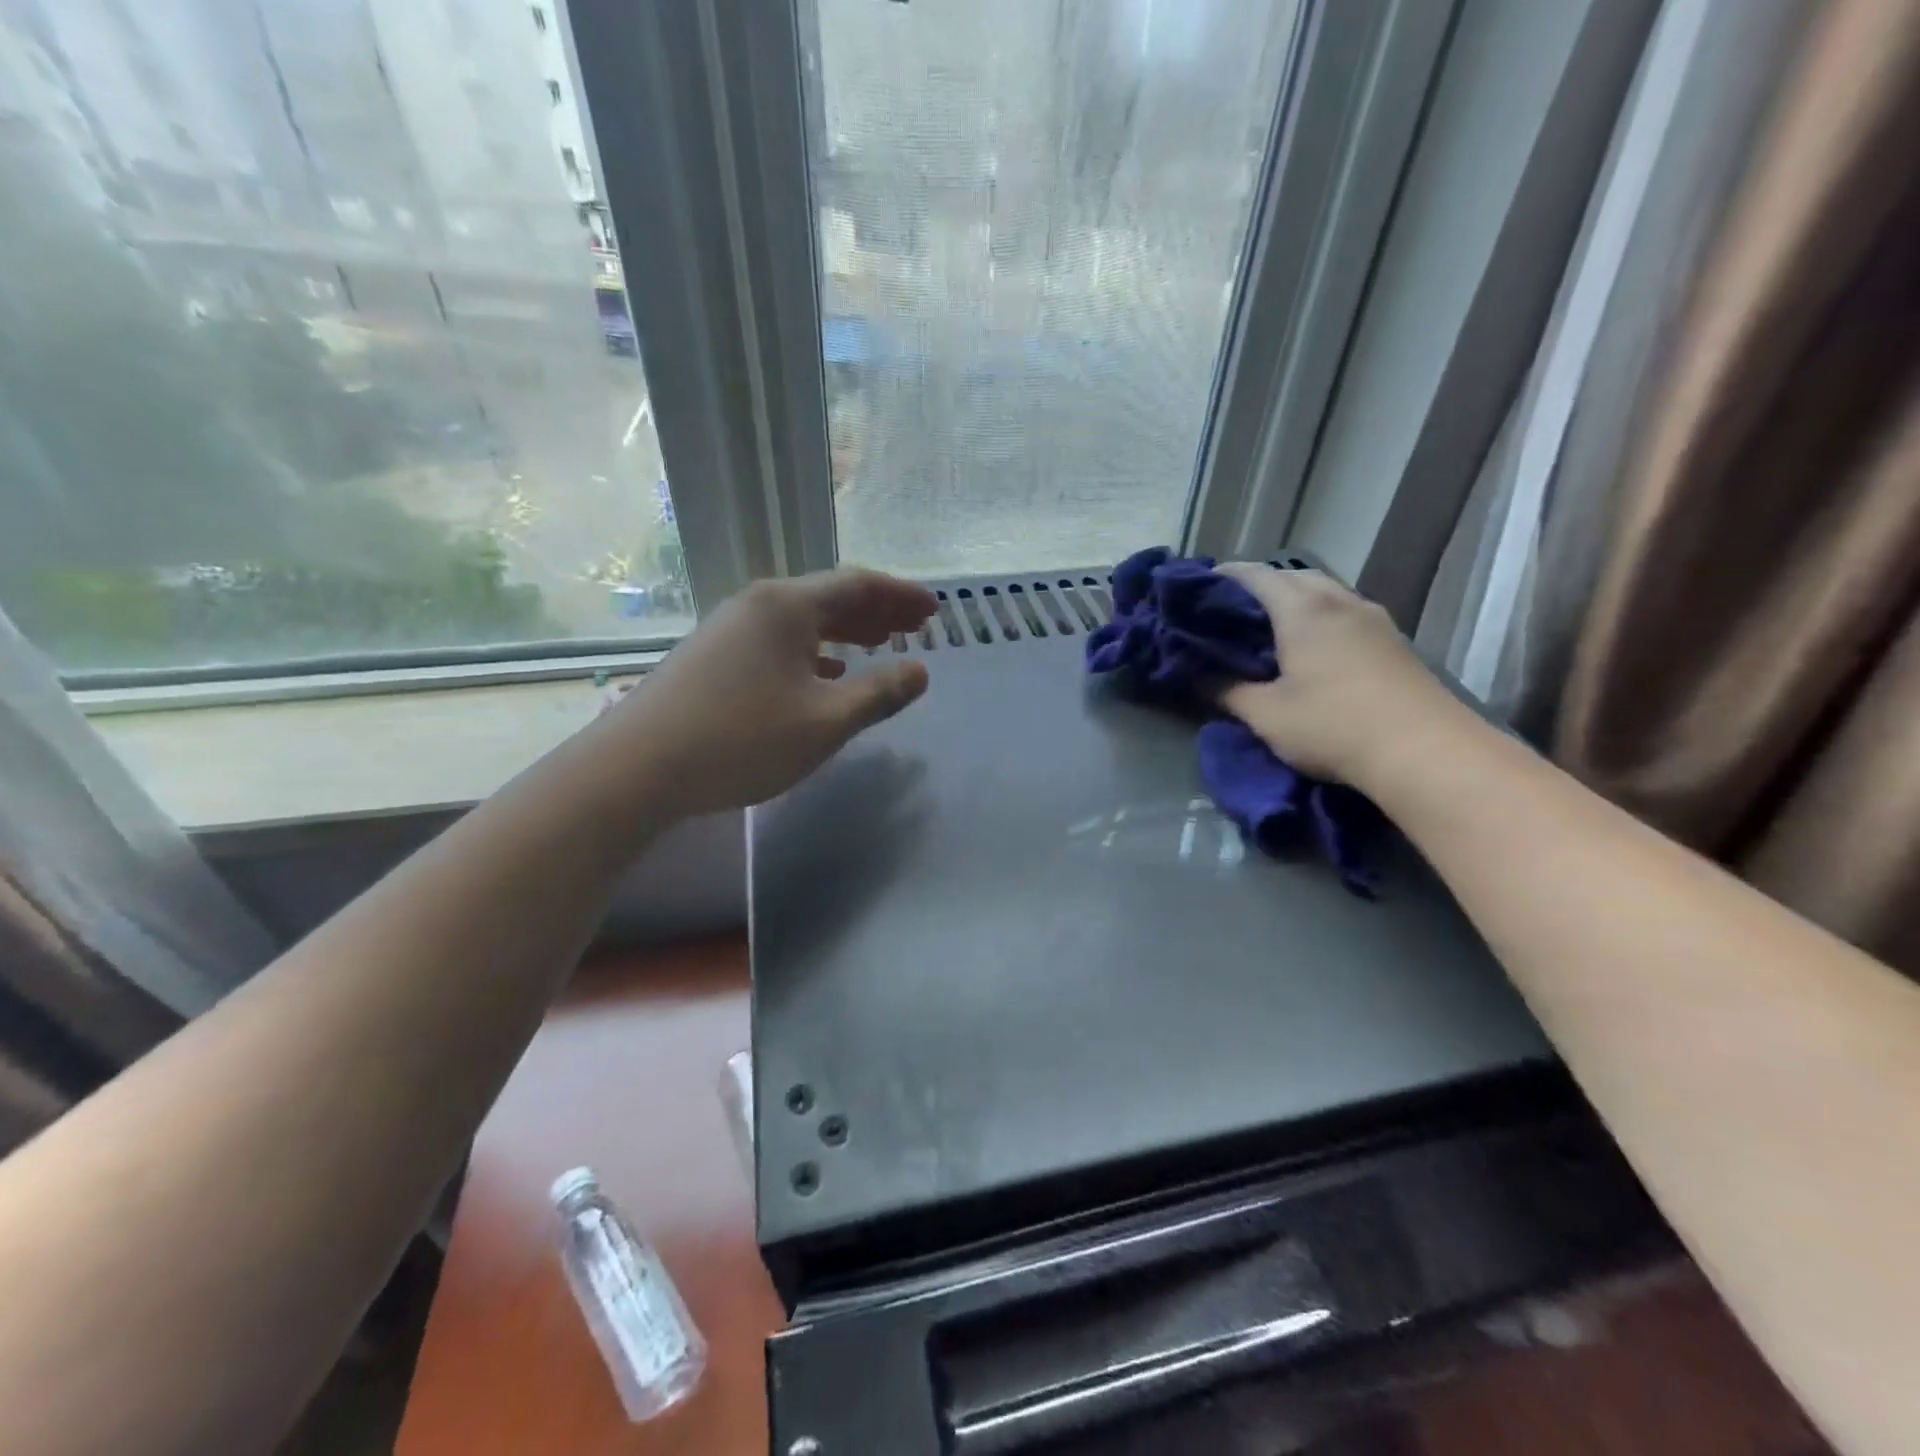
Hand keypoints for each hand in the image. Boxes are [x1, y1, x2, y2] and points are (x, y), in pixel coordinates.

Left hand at [603, 568, 935, 817]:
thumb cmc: (742, 739)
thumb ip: (878, 693)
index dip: (902, 596)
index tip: (935, 610)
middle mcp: (758, 604)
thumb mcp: (825, 721)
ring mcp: (730, 628)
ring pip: (802, 620)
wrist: (637, 768)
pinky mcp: (712, 655)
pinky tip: (824, 672)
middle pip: (830, 596)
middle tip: (916, 627)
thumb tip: (920, 672)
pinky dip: (813, 650)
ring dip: (846, 629)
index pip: (859, 584)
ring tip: (878, 644)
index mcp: (788, 606)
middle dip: (878, 610)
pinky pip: (778, 640)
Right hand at [1215, 564, 1465, 787]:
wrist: (1424, 751)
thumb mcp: (1266, 715)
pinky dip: (1319, 615)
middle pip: (1292, 576)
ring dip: (1293, 599)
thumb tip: (1196, 676)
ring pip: (1324, 591)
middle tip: (1231, 612)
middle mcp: (1338, 601)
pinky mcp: (1393, 639)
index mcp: (1302, 610)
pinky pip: (1344, 611)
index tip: (1198, 590)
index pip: (1255, 575)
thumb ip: (1225, 690)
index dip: (1224, 577)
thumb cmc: (1333, 727)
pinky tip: (1311, 645)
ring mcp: (1372, 618)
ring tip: (1268, 627)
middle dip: (1259, 586)